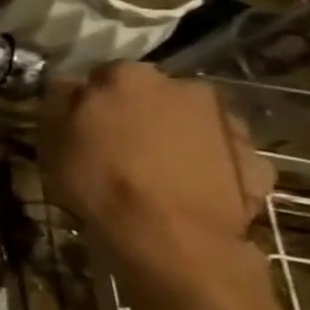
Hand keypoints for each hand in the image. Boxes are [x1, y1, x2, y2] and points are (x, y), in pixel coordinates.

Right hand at [40, 62, 274, 269]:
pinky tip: (186, 190)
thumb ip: (60, 102)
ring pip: (190, 123)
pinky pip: (220, 155)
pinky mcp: (257, 159)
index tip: (81, 122)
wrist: (173, 235)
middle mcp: (185, 87)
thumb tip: (69, 85)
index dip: (90, 98)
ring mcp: (229, 123)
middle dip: (137, 113)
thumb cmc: (100, 179)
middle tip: (117, 147)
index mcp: (130, 77)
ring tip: (154, 173)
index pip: (103, 74)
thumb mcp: (52, 138)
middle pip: (152, 95)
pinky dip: (205, 166)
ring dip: (174, 138)